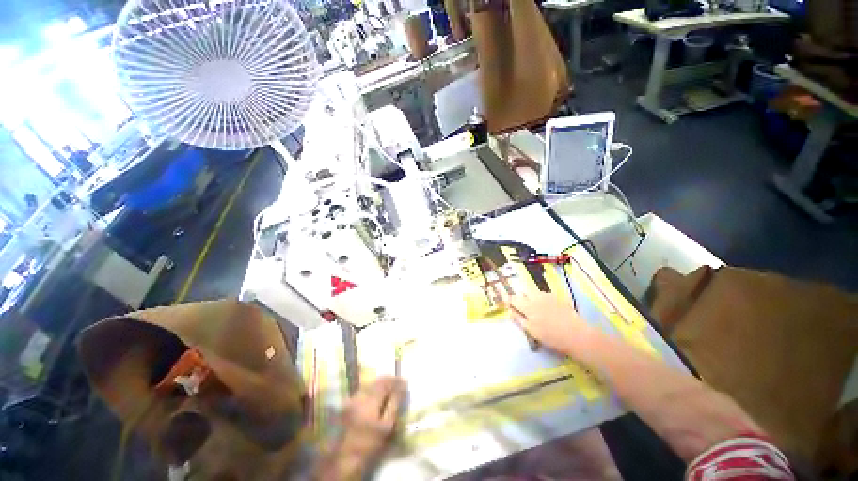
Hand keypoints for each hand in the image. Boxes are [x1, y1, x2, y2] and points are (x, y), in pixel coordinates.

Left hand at [338, 376, 405, 463]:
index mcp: (370, 399)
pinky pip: (363, 391)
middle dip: (388, 381)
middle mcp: (360, 395)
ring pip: (369, 385)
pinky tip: (376, 394)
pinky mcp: (347, 405)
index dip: (396, 381)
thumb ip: (394, 403)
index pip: (386, 383)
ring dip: (380, 384)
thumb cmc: (370, 444)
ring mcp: (352, 399)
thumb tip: (402, 387)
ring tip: (389, 387)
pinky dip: (372, 389)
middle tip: (398, 382)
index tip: (405, 381)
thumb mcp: (387, 426)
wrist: (345, 458)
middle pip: (376, 382)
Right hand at [509, 291, 593, 354]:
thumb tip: (509, 312)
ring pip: (535, 293)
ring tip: (536, 310)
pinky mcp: (558, 298)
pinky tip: (548, 310)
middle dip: (521, 298)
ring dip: (532, 298)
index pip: (513, 298)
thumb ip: (518, 319)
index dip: (509, 301)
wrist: (576, 335)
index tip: (508, 305)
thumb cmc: (550, 336)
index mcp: (527, 305)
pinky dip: (542, 300)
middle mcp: (536, 297)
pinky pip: (545, 296)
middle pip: (524, 292)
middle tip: (523, 309)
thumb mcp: (531, 330)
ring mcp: (548, 296)